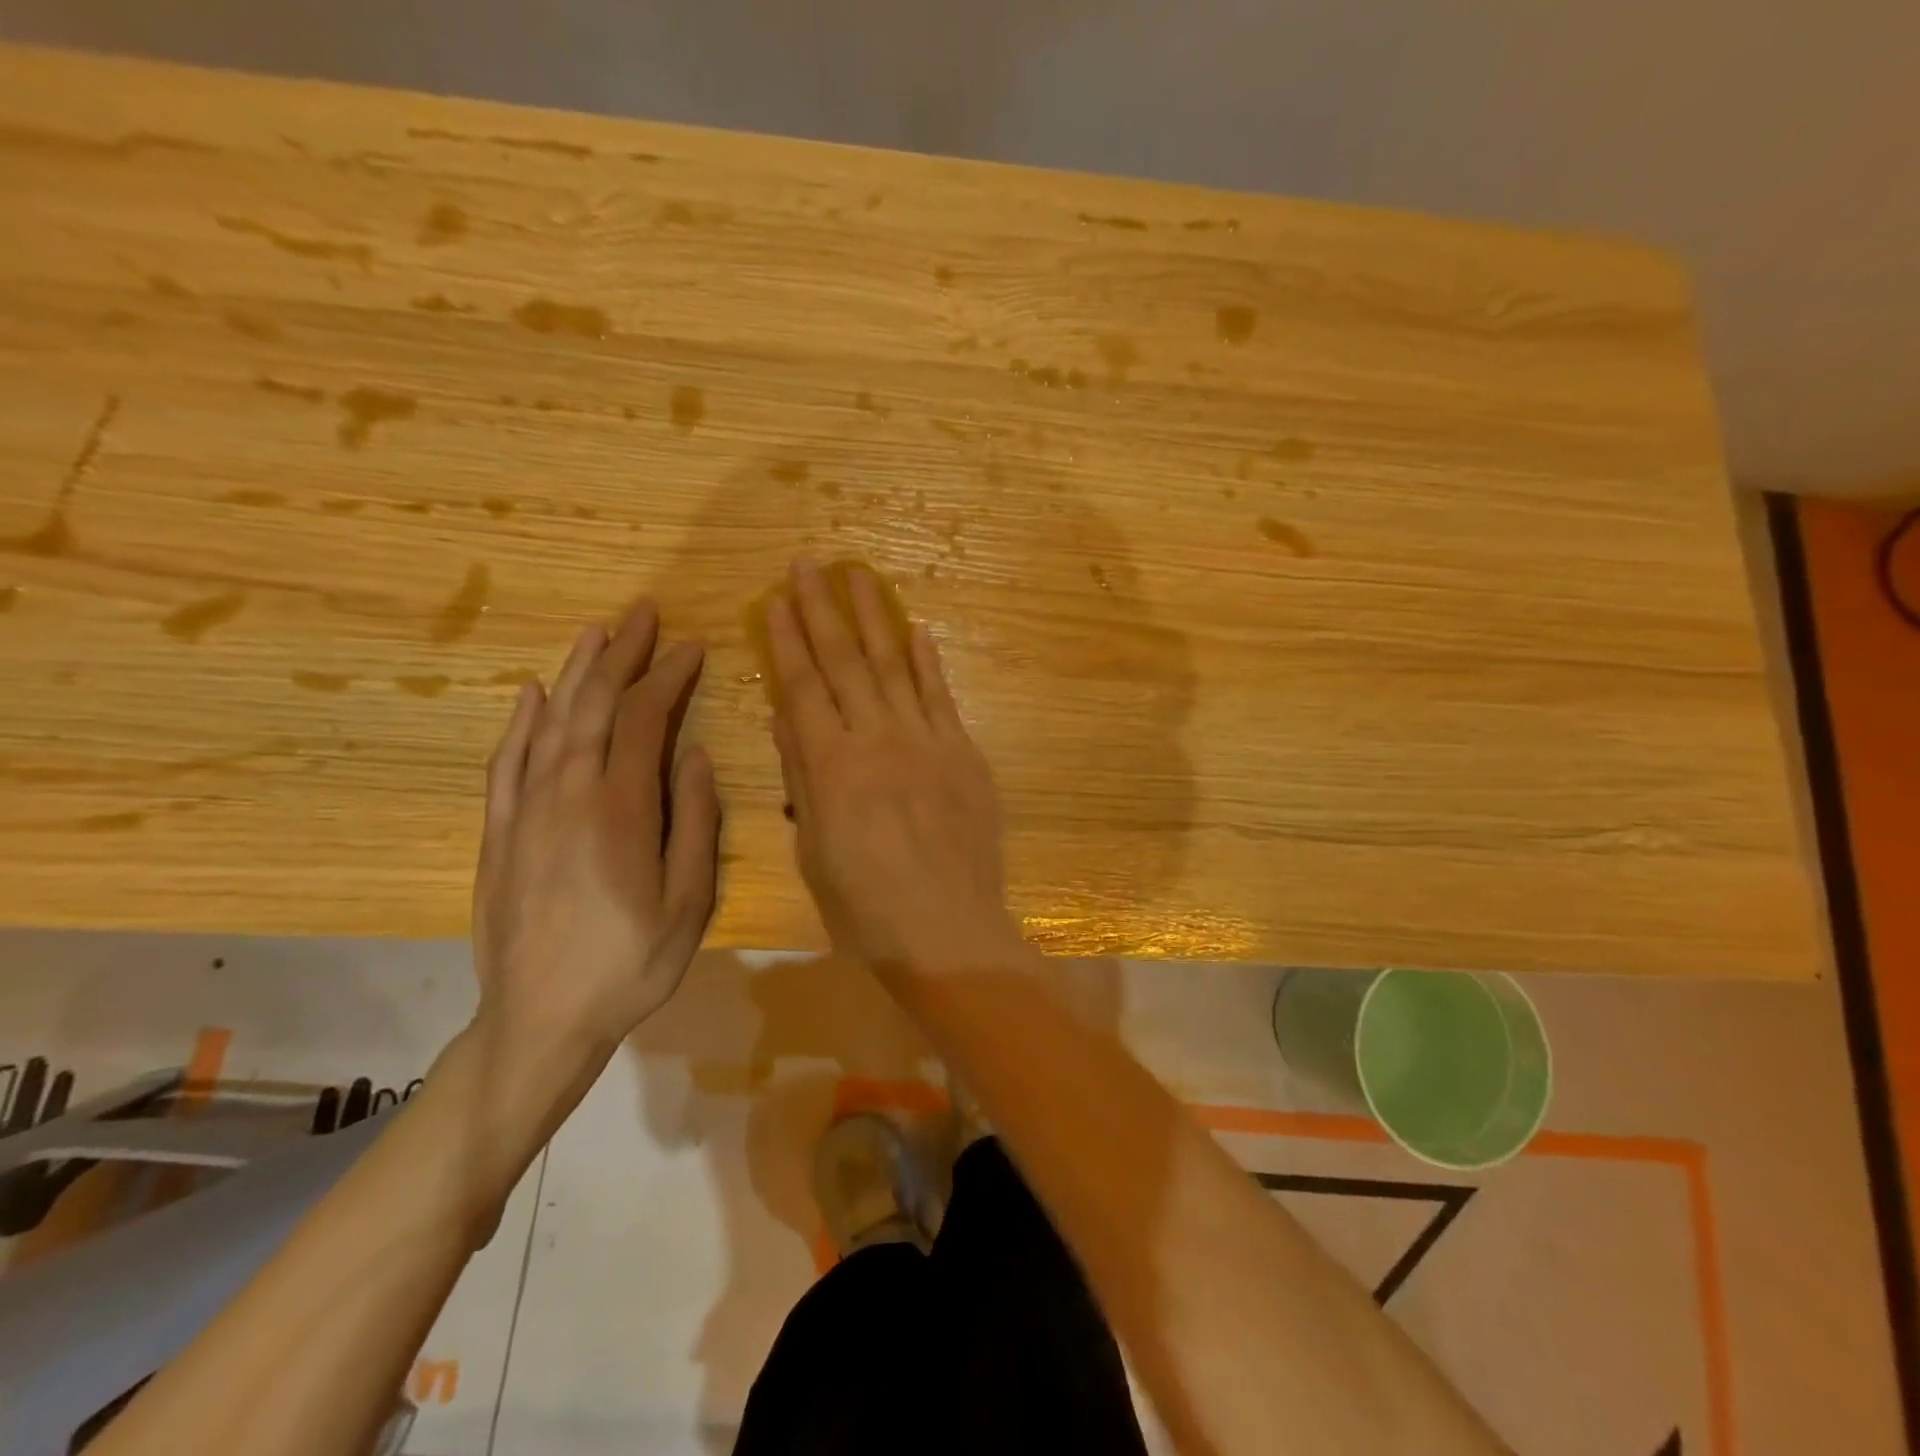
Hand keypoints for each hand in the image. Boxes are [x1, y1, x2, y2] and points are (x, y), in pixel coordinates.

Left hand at [472, 601, 720, 1057]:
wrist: (539, 1020)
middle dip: (622, 654)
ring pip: (551, 723)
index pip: (644, 721)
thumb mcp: (689, 902)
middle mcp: (567, 795)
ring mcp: (525, 811)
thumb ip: (695, 824)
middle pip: (594, 706)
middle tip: (644, 613)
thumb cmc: (630, 964)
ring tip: (597, 633)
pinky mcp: (498, 832)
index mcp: (620, 810)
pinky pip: (507, 763)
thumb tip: (698, 757)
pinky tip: (534, 695)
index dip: (669, 678)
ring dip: (576, 673)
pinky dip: (522, 723)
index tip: (693, 647)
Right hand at [765, 558, 1023, 975]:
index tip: (774, 600)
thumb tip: (786, 719)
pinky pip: (941, 697)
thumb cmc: (866, 906)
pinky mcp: (963, 753)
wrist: (947, 931)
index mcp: (831, 767)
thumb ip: (801, 779)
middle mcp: (877, 740)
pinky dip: (928, 662)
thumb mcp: (813, 849)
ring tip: (859, 575)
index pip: (802, 688)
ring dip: (876, 617)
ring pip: (895, 665)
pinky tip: (917, 631)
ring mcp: (926, 742)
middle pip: (846, 662)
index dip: (786, 642)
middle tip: (808, 564)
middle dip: (823, 610)